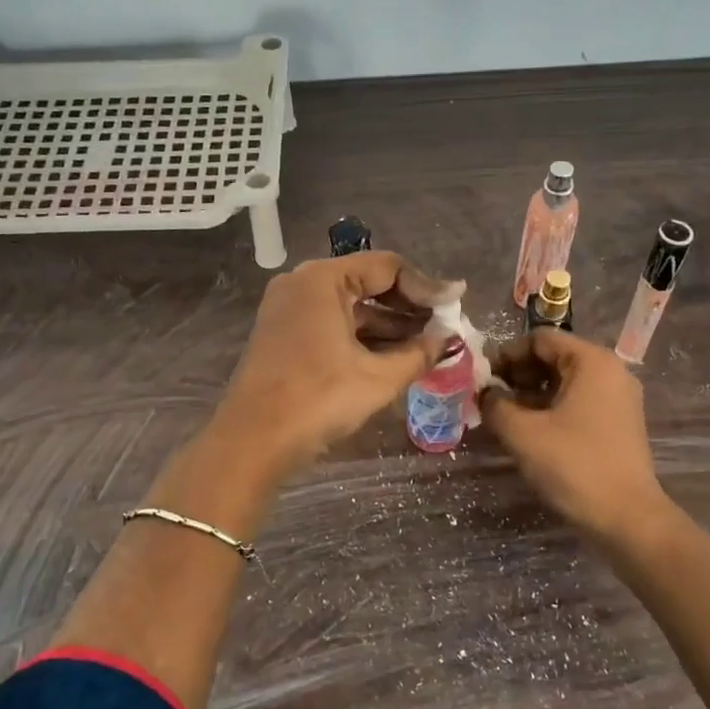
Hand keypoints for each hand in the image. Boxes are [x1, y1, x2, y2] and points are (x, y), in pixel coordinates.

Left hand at [215, 252, 461, 477]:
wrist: (253, 441)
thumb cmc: (318, 399)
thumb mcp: (378, 378)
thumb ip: (419, 353)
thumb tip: (449, 341)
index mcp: (322, 280)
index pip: (387, 267)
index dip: (426, 287)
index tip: (456, 305)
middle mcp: (303, 285)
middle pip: (367, 282)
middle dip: (408, 306)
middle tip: (444, 326)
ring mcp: (289, 309)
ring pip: (350, 306)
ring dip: (388, 324)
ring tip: (427, 345)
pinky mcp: (284, 334)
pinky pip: (333, 324)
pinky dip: (362, 336)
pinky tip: (394, 356)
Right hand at [481, 329, 667, 536]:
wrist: (626, 517)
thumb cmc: (573, 465)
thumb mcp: (523, 433)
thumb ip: (496, 405)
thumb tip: (485, 393)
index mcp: (592, 361)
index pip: (540, 339)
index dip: (506, 354)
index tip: (482, 377)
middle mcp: (610, 371)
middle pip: (554, 358)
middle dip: (518, 374)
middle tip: (490, 398)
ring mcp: (618, 398)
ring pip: (565, 382)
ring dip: (532, 393)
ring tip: (504, 416)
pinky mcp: (618, 423)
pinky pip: (578, 402)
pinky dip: (551, 408)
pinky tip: (529, 430)